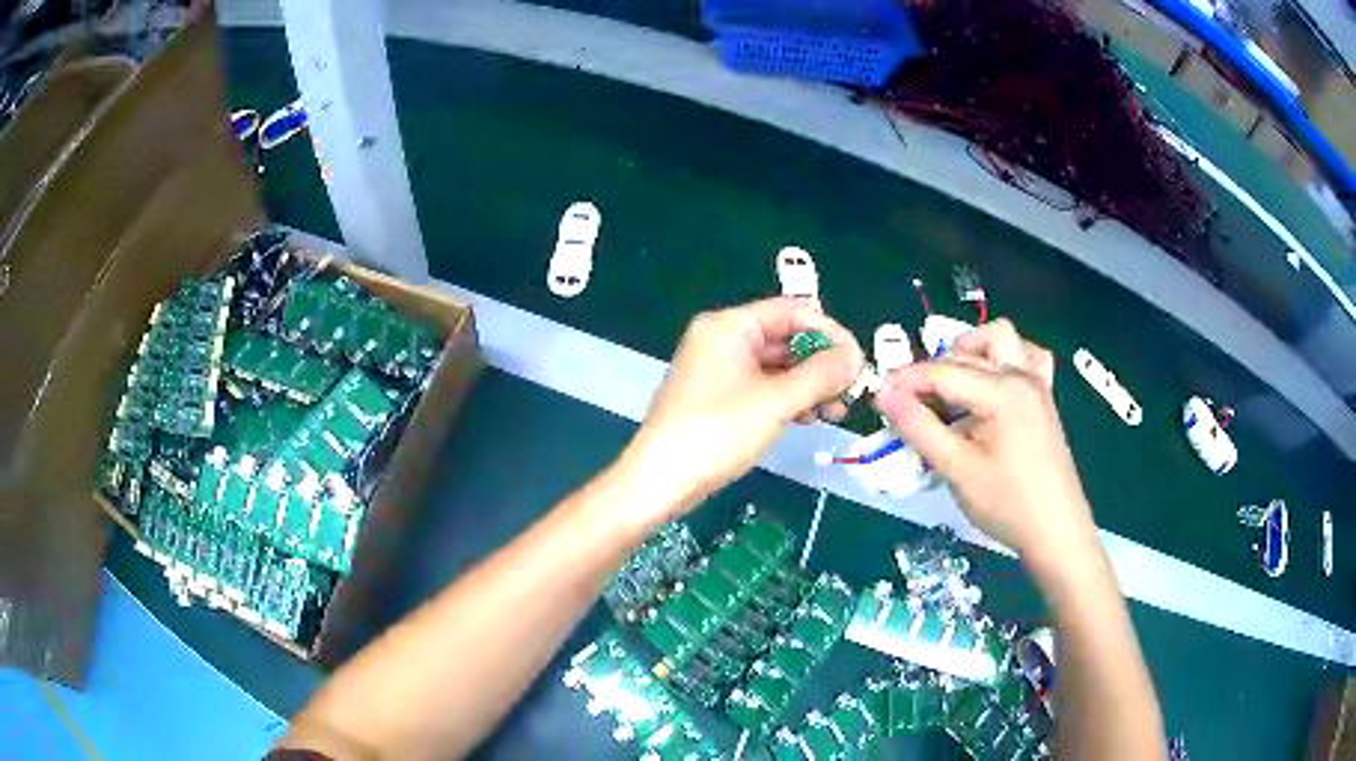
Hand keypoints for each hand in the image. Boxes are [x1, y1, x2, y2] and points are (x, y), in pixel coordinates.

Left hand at [617, 298, 863, 524]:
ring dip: (809, 384)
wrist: (660, 481)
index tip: (858, 361)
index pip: (791, 310)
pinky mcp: (719, 397)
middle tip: (852, 390)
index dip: (829, 332)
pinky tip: (810, 419)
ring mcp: (718, 369)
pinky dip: (788, 399)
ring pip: (777, 365)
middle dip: (822, 363)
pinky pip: (763, 386)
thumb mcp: (776, 401)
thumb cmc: (717, 432)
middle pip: (785, 337)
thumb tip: (855, 357)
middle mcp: (722, 339)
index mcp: (729, 326)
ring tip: (837, 412)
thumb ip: (820, 375)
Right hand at [875, 320, 1097, 570]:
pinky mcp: (1044, 400)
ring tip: (951, 387)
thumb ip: (919, 427)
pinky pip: (1027, 359)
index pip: (942, 371)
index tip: (878, 396)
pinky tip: (991, 387)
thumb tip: (884, 393)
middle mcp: (1021, 376)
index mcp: (1001, 391)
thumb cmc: (1007, 504)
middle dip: (933, 369)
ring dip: (971, 351)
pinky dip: (1004, 361)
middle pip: (967, 351)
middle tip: (911, 404)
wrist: (1056, 532)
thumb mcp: (957, 469)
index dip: (906, 380)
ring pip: (1001, 340)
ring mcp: (1037, 385)